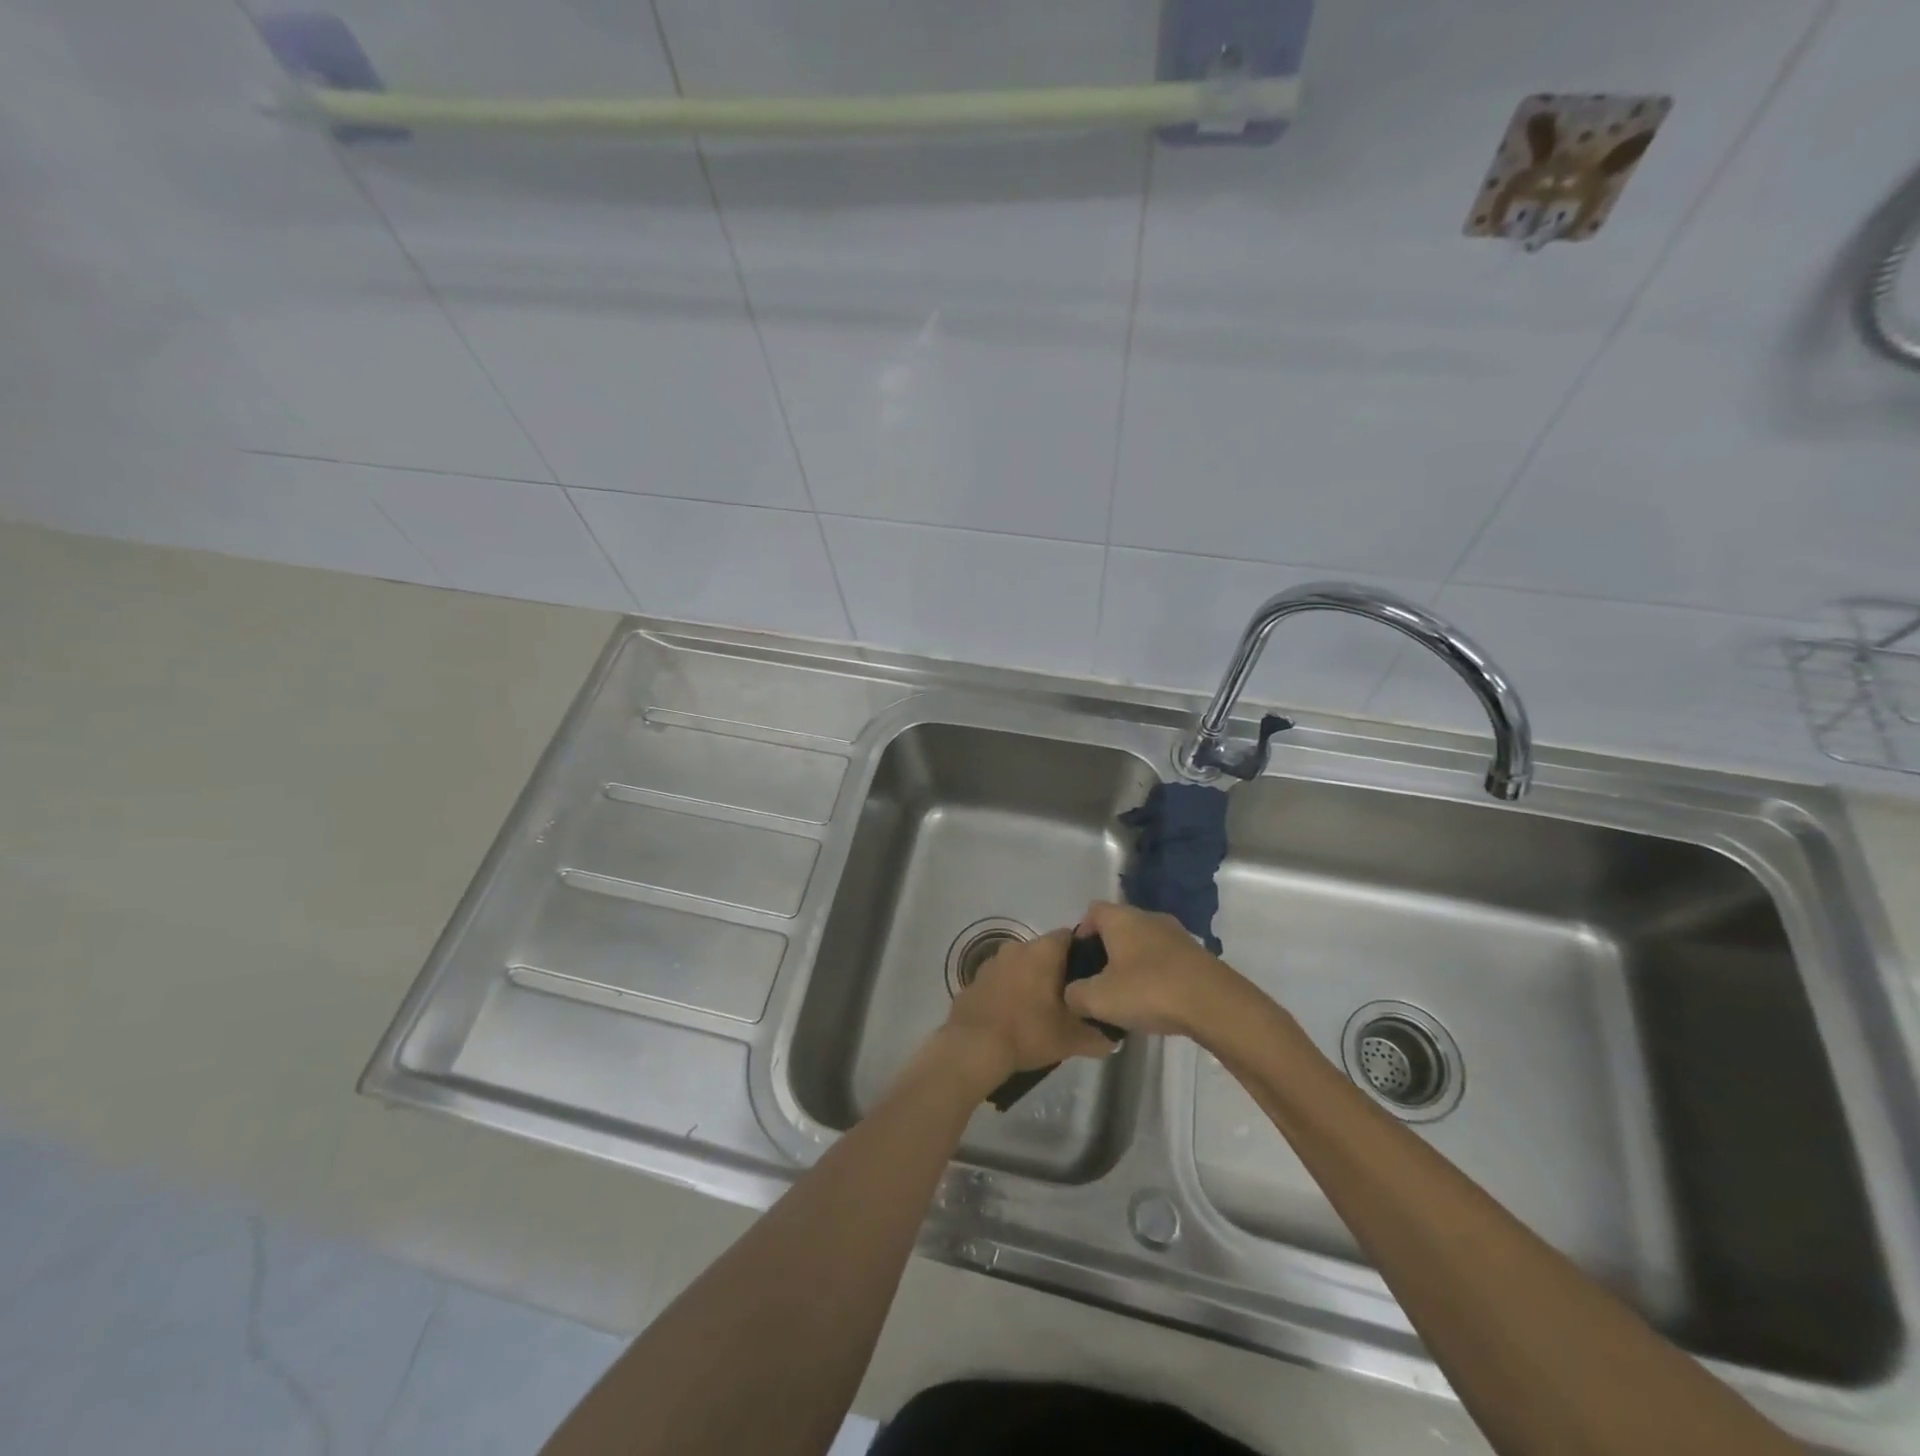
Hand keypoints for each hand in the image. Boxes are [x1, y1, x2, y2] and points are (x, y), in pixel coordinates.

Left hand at [942, 928, 1118, 1079]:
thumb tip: (1113, 1037)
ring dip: (1032, 980)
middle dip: (1057, 970)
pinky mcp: (976, 978)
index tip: (1090, 977)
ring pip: (1022, 964)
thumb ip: (1098, 1035)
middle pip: (1045, 951)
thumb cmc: (1029, 1031)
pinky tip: (1014, 1015)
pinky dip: (1010, 990)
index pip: (1070, 937)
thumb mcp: (1072, 1039)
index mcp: (1043, 951)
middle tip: (1069, 997)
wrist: (974, 1046)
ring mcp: (993, 961)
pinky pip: (1002, 978)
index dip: (1083, 954)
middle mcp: (1018, 946)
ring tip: (1041, 1010)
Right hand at [1063, 901, 1243, 1037]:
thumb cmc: (1149, 991)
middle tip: (1099, 983)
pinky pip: (1165, 959)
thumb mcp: (1098, 999)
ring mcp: (1176, 934)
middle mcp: (1148, 917)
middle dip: (1107, 952)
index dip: (1081, 934)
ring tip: (1128, 996)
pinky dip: (1156, 974)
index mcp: (1121, 918)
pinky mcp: (1196, 955)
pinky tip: (1156, 1002)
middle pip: (1118, 927)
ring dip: (1133, 964)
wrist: (1214, 1004)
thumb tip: (1072, 993)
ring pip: (1143, 943)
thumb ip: (1074, 994)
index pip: (1092, 911)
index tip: (1079, 963)